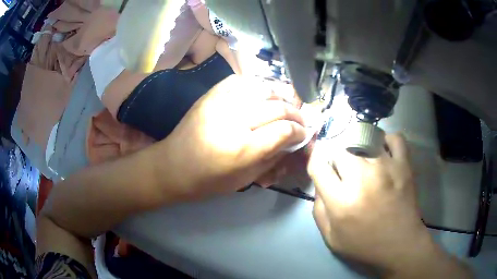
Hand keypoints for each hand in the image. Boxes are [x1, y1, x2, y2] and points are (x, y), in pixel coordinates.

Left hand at [156, 75, 306, 200]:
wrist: (173, 166)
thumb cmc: (209, 180)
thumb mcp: (245, 179)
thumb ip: (273, 158)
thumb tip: (293, 140)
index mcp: (243, 149)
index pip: (285, 130)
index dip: (300, 130)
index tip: (303, 132)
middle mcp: (234, 120)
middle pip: (278, 107)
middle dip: (296, 112)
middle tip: (300, 119)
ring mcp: (221, 103)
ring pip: (262, 88)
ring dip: (280, 95)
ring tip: (285, 104)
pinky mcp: (211, 94)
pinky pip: (241, 80)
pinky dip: (257, 85)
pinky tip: (262, 93)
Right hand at [308, 133, 436, 274]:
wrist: (400, 246)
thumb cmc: (365, 245)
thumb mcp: (331, 237)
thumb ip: (319, 209)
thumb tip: (320, 182)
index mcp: (341, 200)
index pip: (318, 164)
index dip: (315, 159)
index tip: (321, 162)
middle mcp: (362, 178)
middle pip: (340, 148)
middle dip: (337, 157)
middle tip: (343, 168)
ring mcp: (386, 167)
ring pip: (365, 139)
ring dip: (359, 148)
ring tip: (363, 160)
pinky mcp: (404, 165)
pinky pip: (395, 138)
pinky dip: (387, 140)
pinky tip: (384, 151)